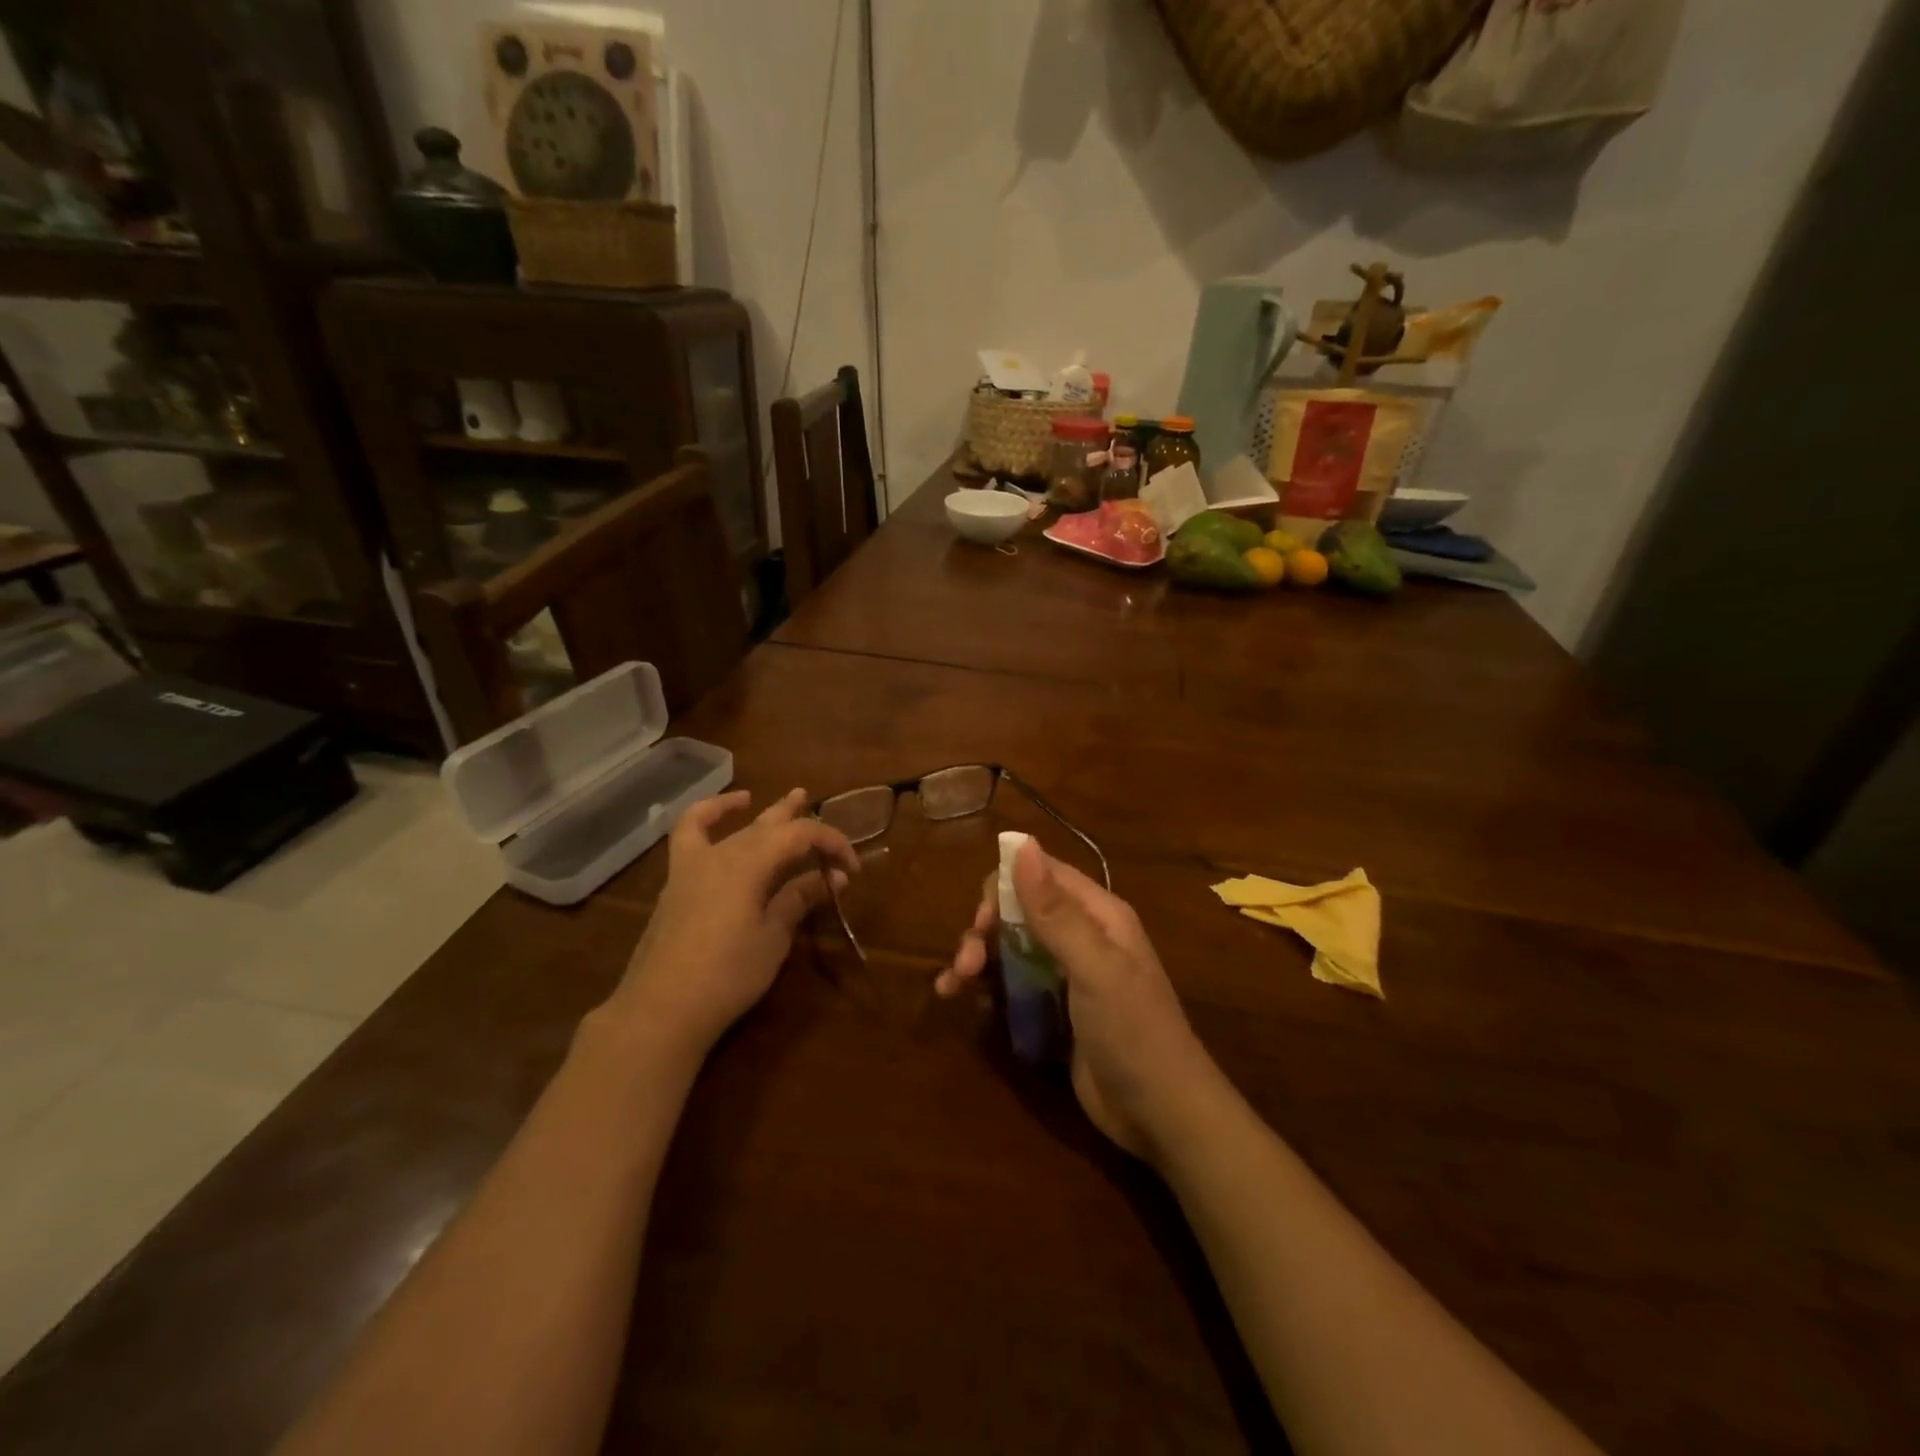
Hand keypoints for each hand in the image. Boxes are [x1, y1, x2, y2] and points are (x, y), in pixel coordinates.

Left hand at [611, 788, 858, 1054]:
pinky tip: (715, 816)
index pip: (801, 835)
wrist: (661, 1009)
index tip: (852, 868)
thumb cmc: (727, 975)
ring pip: (730, 825)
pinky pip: (689, 835)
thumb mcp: (773, 938)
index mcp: (751, 862)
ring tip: (766, 798)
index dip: (832, 843)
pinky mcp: (676, 884)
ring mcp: (693, 865)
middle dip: (798, 818)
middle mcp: (722, 853)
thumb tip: (833, 878)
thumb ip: (799, 900)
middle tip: (821, 813)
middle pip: (767, 824)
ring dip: (753, 810)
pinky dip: (705, 818)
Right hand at [936, 837, 1208, 1161]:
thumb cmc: (1133, 1031)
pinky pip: (1010, 983)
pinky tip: (957, 999)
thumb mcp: (1094, 968)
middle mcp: (1080, 936)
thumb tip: (1020, 842)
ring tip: (952, 985)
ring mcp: (1064, 974)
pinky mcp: (1052, 1008)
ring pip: (1008, 946)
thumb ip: (1055, 911)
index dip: (1004, 887)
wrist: (1161, 1115)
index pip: (1040, 874)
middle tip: (966, 964)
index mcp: (1097, 914)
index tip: (981, 921)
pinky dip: (983, 985)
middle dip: (984, 929)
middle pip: (1018, 911)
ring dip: (976, 957)